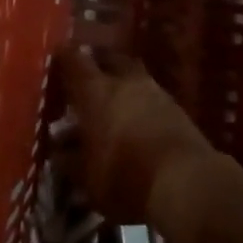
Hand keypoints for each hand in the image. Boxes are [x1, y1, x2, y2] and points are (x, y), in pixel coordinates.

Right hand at [55, 44, 220, 227]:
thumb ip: (70, 160)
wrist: (187, 185)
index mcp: (95, 90)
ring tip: (114, 106)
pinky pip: (152, 97)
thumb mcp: (87, 177)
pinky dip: (142, 105)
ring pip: (134, 77)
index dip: (62, 58)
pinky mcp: (178, 110)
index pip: (72, 58)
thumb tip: (59, 150)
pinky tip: (138, 124)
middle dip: (97, 65)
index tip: (55, 62)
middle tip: (87, 81)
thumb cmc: (125, 177)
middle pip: (108, 59)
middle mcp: (124, 82)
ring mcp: (155, 92)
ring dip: (123, 86)